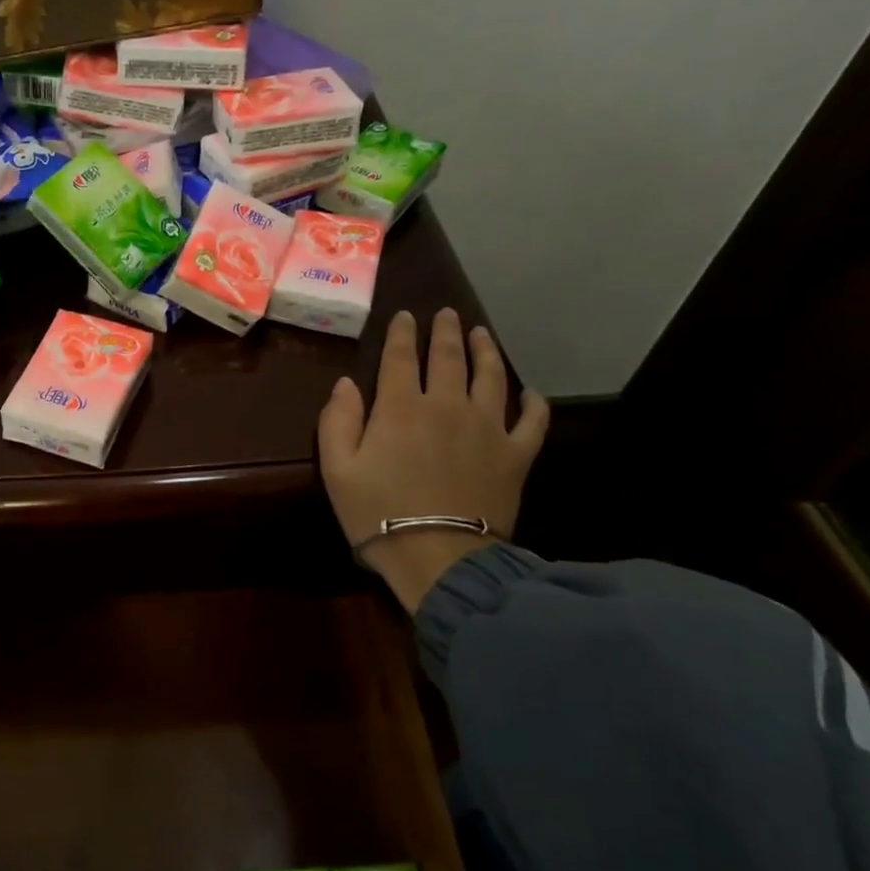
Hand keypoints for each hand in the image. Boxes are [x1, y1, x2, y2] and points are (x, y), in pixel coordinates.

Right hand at [318, 307, 548, 611]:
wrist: (438, 556)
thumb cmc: (377, 512)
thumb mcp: (336, 469)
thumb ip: (338, 420)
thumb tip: (346, 383)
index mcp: (400, 407)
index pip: (401, 357)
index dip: (402, 333)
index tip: (405, 316)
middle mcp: (447, 405)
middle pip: (448, 357)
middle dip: (445, 332)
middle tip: (447, 314)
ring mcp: (487, 427)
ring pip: (490, 376)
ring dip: (486, 351)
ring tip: (482, 334)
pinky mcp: (515, 454)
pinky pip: (532, 420)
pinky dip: (533, 403)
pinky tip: (531, 393)